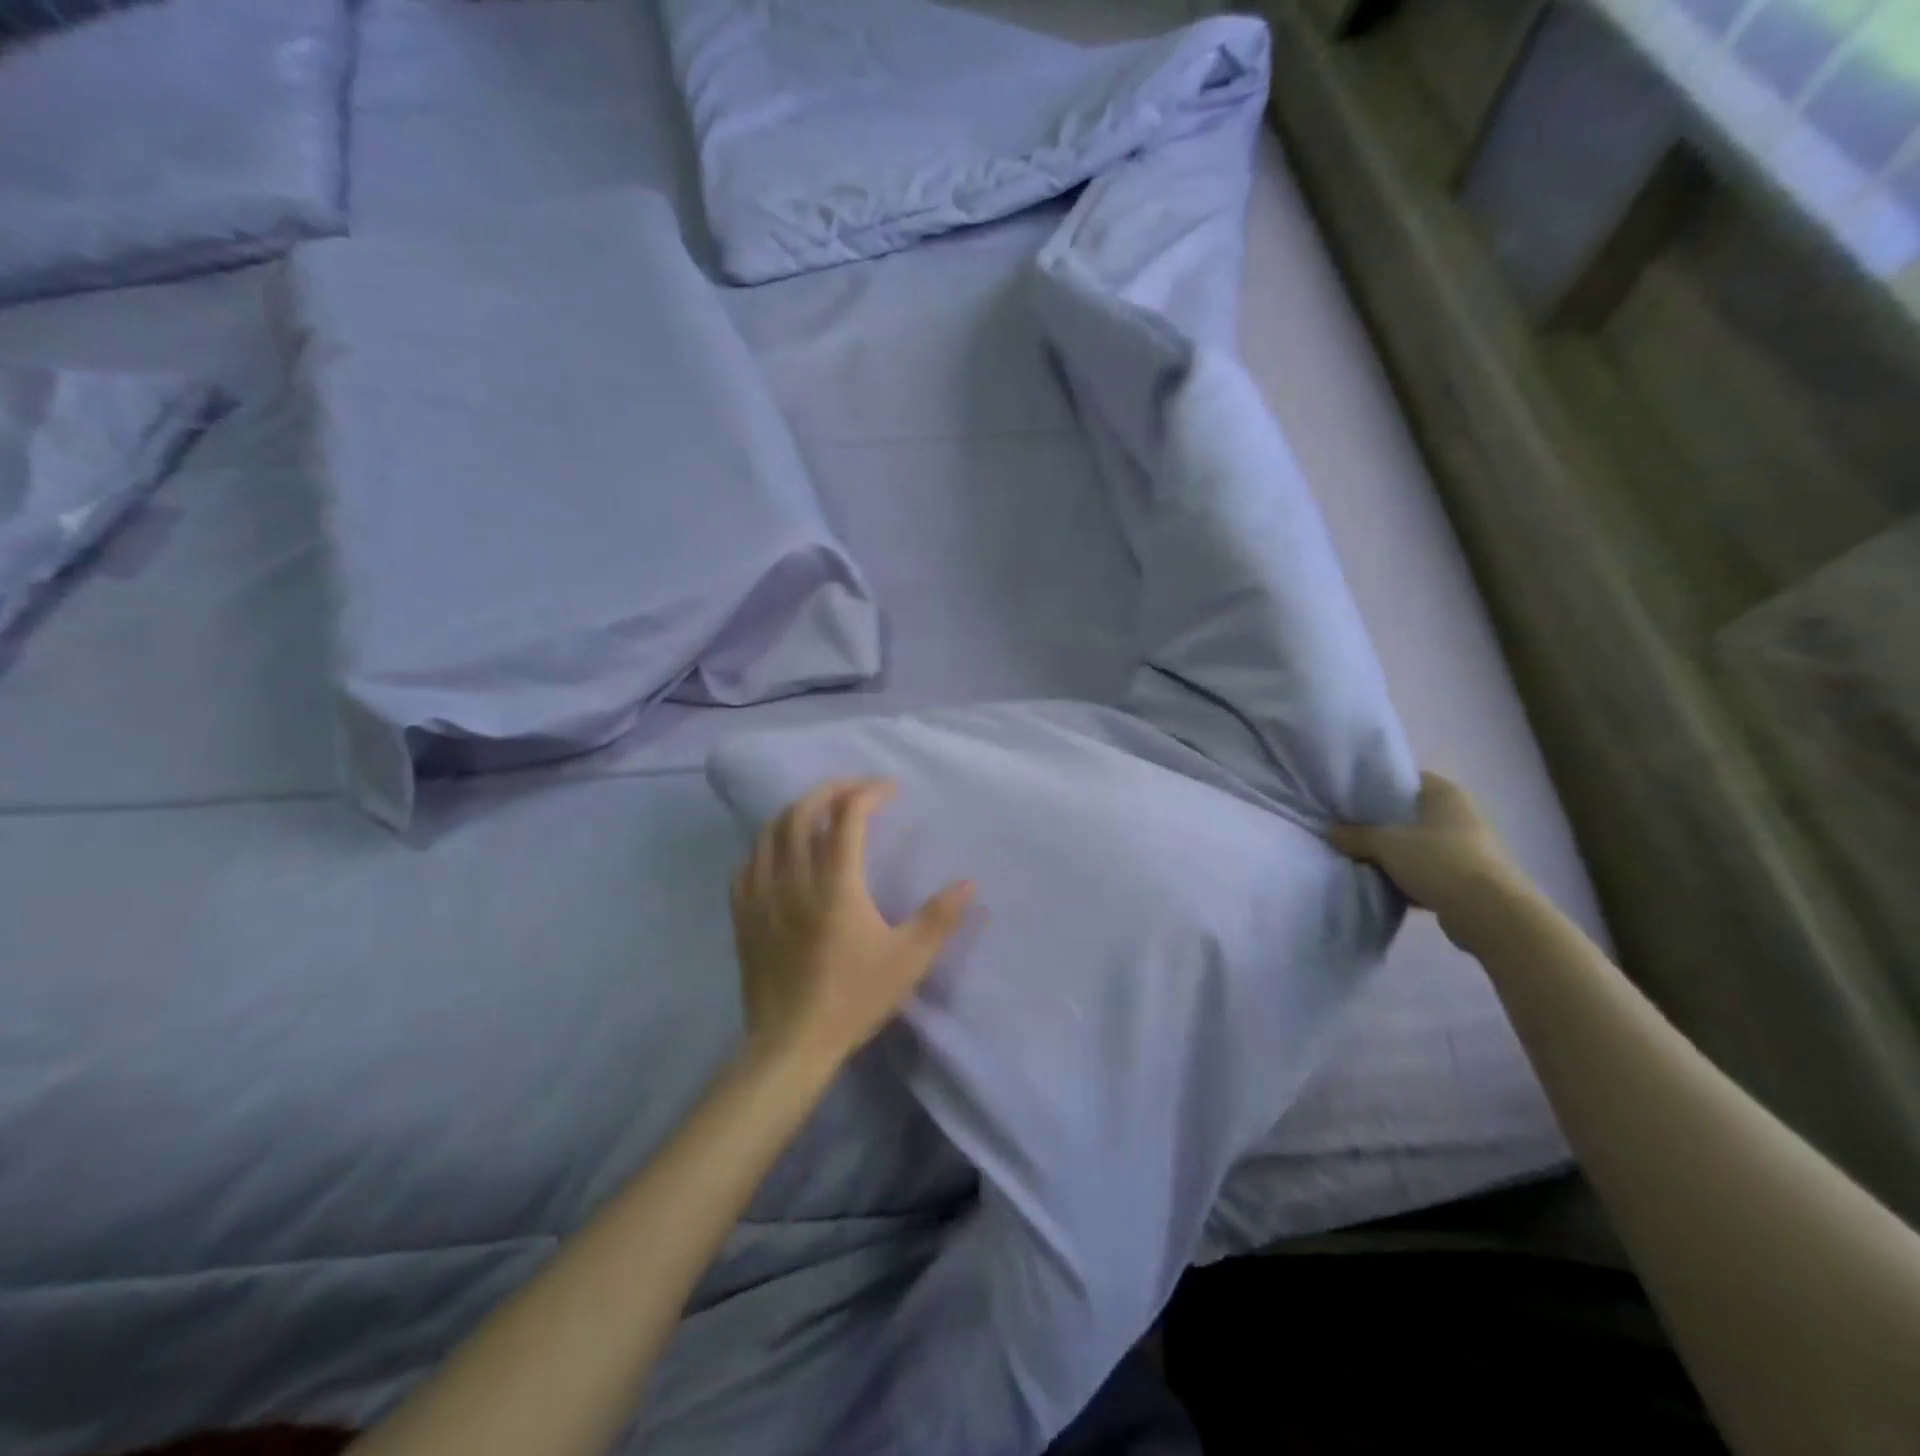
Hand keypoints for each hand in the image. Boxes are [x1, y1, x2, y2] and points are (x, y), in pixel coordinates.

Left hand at [730, 778, 974, 1074]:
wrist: (791, 1044)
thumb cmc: (853, 998)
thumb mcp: (908, 960)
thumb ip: (939, 918)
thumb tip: (969, 884)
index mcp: (836, 883)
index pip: (848, 816)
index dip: (870, 793)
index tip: (891, 789)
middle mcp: (794, 878)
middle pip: (802, 812)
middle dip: (830, 790)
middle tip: (855, 789)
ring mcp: (762, 895)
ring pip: (769, 832)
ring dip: (796, 811)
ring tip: (818, 811)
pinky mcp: (743, 916)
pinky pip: (747, 864)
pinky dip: (765, 845)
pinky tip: (777, 853)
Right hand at [1330, 772, 1530, 948]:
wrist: (1491, 913)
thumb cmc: (1439, 861)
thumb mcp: (1387, 844)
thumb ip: (1355, 835)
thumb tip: (1330, 831)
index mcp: (1445, 794)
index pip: (1406, 778)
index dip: (1377, 786)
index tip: (1349, 798)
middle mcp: (1459, 814)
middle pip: (1409, 813)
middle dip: (1381, 822)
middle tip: (1347, 828)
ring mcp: (1466, 847)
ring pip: (1417, 843)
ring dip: (1393, 852)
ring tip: (1359, 857)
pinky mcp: (1466, 877)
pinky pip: (1427, 869)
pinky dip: (1407, 875)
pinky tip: (1382, 883)